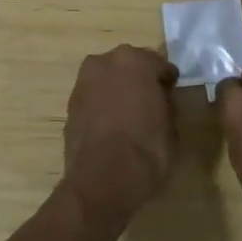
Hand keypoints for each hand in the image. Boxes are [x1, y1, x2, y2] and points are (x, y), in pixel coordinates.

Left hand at [62, 44, 177, 227]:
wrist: (103, 180)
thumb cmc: (147, 148)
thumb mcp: (171, 126)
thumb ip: (165, 104)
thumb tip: (159, 102)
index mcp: (134, 61)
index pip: (158, 65)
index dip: (166, 81)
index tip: (171, 93)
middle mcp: (105, 63)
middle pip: (128, 67)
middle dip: (139, 81)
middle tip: (150, 102)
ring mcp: (83, 83)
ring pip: (107, 81)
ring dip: (117, 92)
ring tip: (128, 116)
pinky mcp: (69, 105)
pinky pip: (93, 99)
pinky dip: (102, 107)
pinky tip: (111, 127)